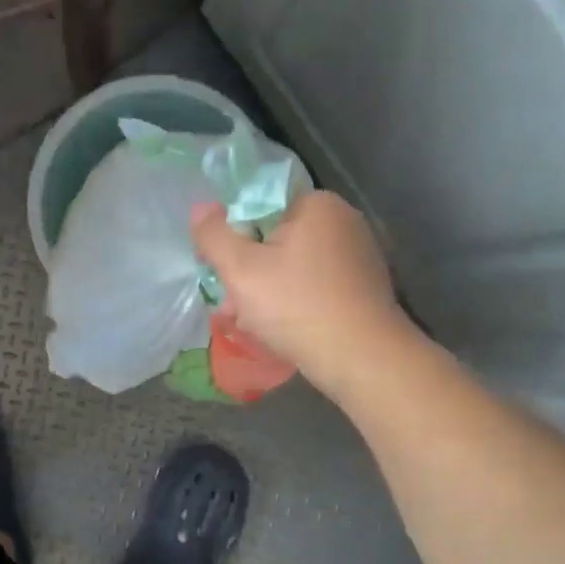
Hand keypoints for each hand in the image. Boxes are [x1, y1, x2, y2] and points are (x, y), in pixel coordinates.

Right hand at [191, 192, 414, 399]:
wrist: (362, 359)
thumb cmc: (297, 306)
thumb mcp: (240, 269)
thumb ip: (214, 235)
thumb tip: (200, 207)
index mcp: (317, 204)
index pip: (259, 207)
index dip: (233, 237)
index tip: (221, 271)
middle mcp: (344, 220)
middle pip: (275, 238)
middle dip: (249, 271)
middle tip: (232, 306)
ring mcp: (359, 255)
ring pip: (293, 266)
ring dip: (267, 290)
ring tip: (252, 323)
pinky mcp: (365, 286)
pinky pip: (315, 285)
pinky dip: (295, 301)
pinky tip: (283, 329)